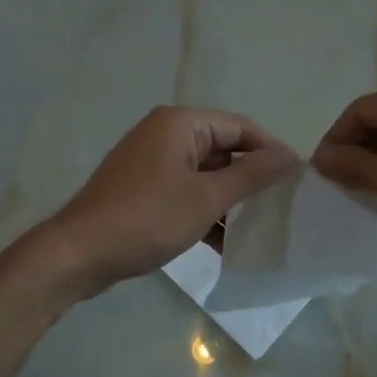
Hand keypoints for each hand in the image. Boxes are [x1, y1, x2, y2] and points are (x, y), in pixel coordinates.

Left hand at [45, 107, 297, 295]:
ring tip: (258, 228)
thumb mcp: (207, 198)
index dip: (271, 151)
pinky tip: (223, 243)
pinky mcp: (141, 189)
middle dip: (250, 178)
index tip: (297, 181)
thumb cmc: (148, 218)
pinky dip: (204, 211)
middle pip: (222, 149)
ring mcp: (150, 162)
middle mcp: (164, 134)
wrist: (79, 253)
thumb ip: (251, 175)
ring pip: (204, 174)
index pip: (240, 127)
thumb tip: (290, 156)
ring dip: (228, 200)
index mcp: (180, 124)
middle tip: (281, 207)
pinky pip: (184, 191)